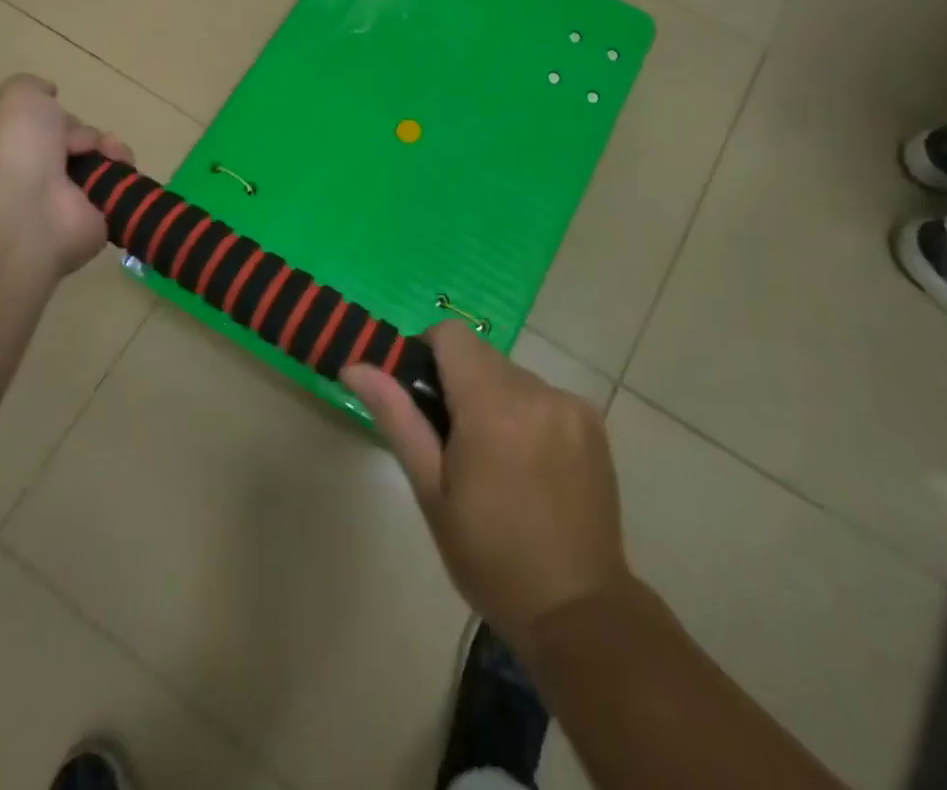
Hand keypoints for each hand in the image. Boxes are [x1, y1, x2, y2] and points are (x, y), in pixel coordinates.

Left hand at [0, 74, 133, 277]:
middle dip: (84, 134)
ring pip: (94, 166)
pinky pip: (114, 192)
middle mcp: (26, 178)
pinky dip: (123, 177)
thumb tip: (48, 93)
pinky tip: (121, 168)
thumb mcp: (18, 97)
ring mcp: (58, 204)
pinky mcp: (90, 223)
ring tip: (112, 153)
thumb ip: (31, 86)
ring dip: (109, 151)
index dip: (50, 116)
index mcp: (1, 150)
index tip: (56, 110)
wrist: (28, 212)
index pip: (33, 129)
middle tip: (86, 141)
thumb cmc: (15, 149)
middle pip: (68, 145)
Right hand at [343, 324, 630, 653]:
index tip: (423, 397)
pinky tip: (530, 465)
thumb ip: (396, 416)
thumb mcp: (431, 489)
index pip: (450, 335)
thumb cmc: (489, 555)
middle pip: (481, 356)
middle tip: (455, 443)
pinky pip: (544, 395)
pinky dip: (527, 413)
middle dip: (461, 384)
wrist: (578, 611)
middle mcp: (536, 390)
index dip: (428, 352)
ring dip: (495, 399)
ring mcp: (570, 404)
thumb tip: (354, 366)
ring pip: (512, 375)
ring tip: (496, 461)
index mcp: (491, 405)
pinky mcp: (593, 421)